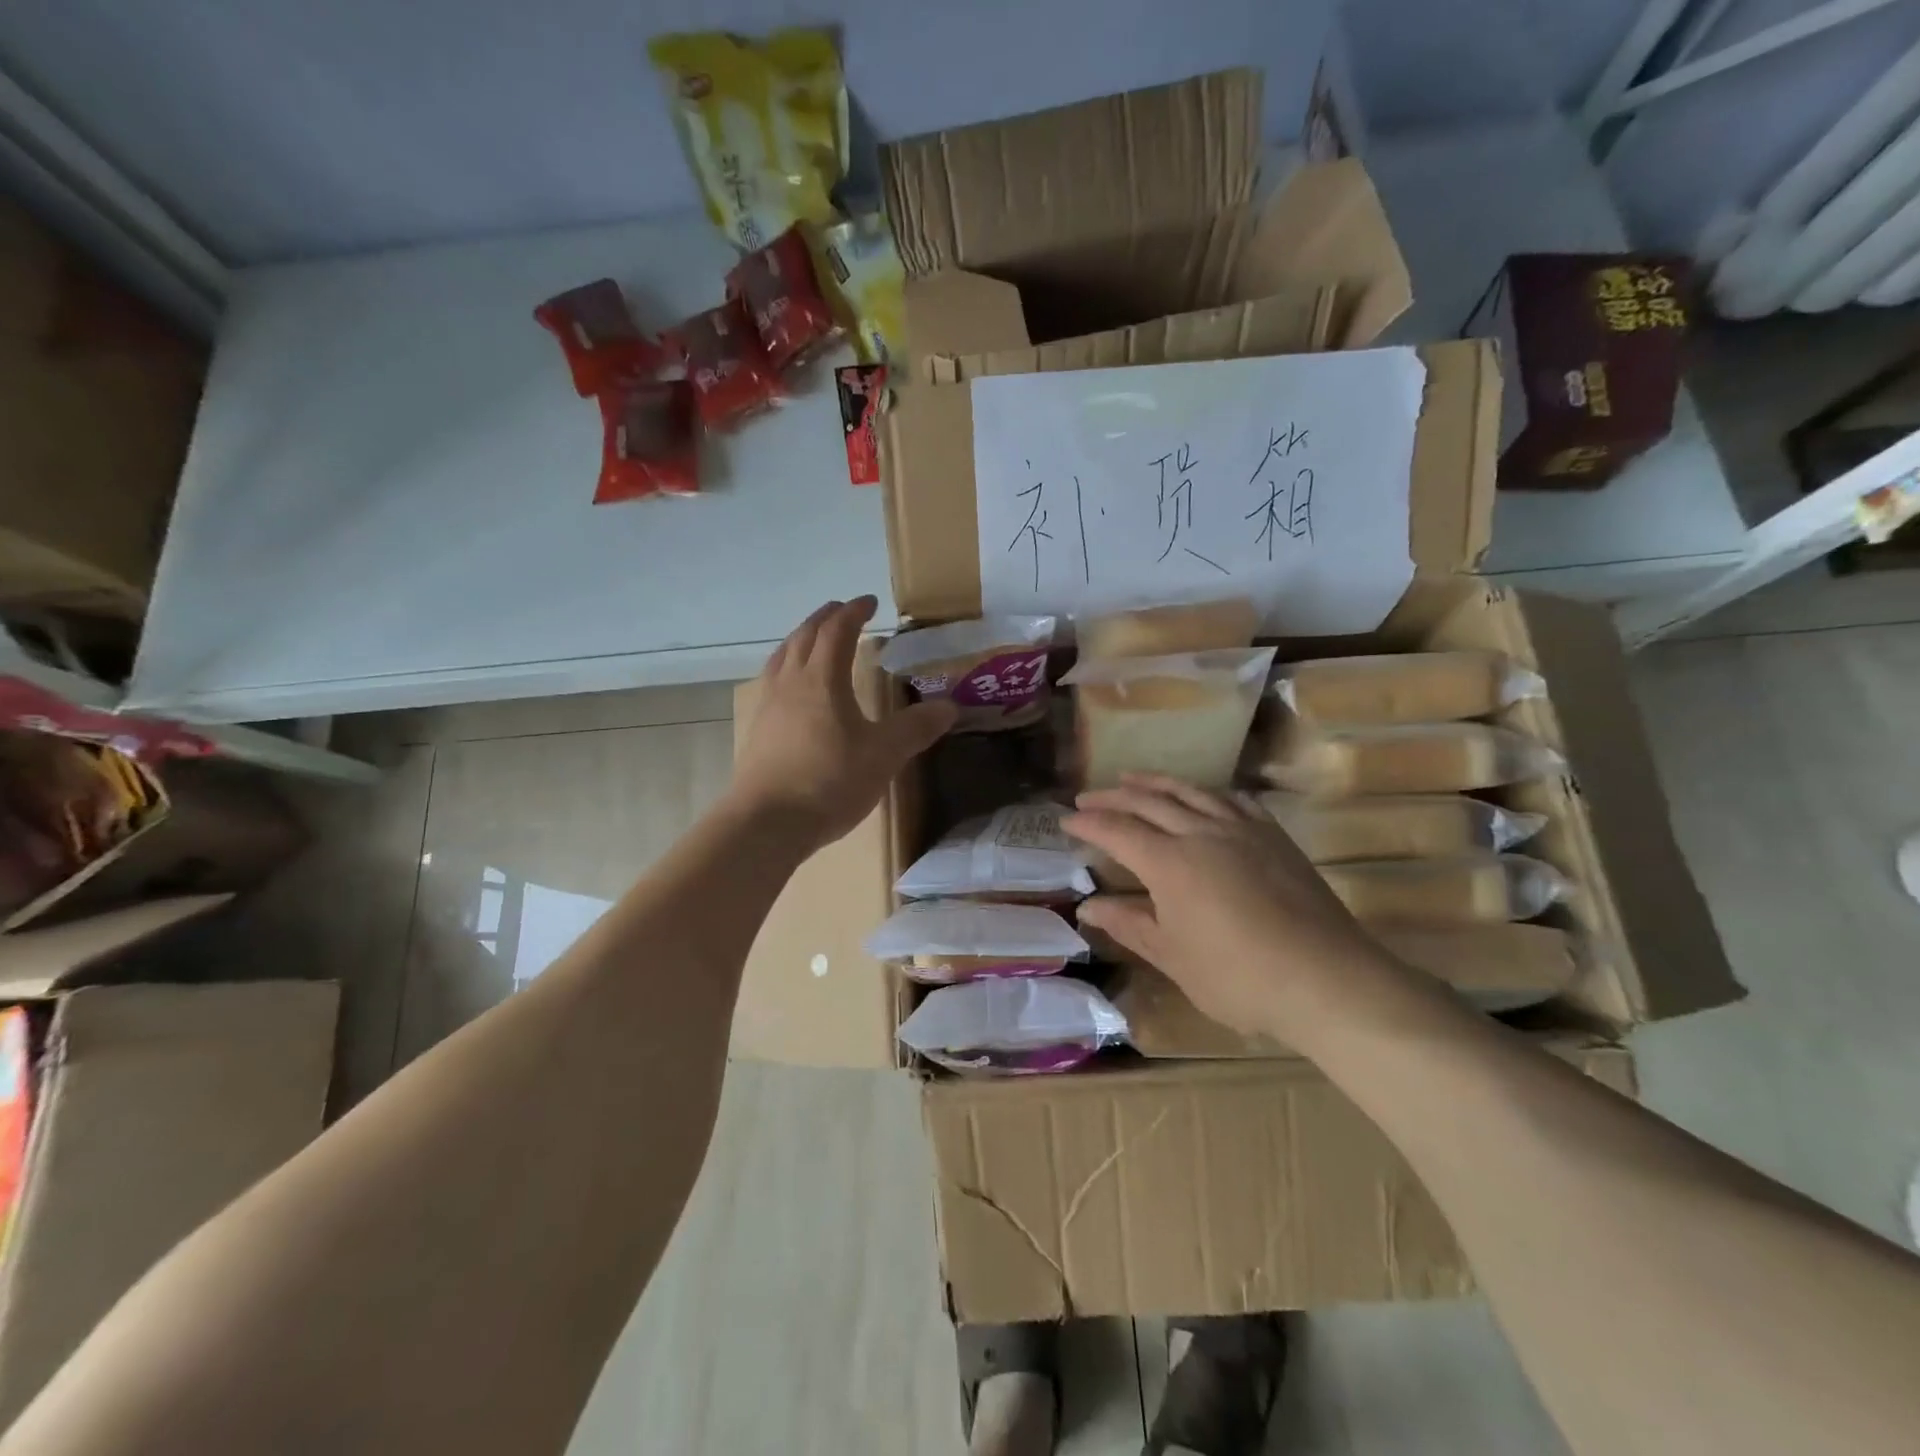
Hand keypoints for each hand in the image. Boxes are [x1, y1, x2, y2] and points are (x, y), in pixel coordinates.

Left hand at [731, 597, 955, 849]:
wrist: (767, 822)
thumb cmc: (829, 781)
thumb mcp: (884, 755)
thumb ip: (916, 728)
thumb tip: (950, 706)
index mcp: (822, 679)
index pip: (837, 631)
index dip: (854, 612)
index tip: (870, 602)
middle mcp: (791, 682)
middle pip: (804, 636)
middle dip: (825, 618)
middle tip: (842, 611)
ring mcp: (768, 705)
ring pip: (782, 656)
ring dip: (801, 639)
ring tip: (814, 640)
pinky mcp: (757, 730)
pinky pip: (772, 681)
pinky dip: (787, 667)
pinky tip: (793, 689)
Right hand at [1066, 775, 1399, 1040]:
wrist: (1326, 979)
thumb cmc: (1238, 977)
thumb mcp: (1173, 957)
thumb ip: (1130, 924)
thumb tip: (1089, 905)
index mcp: (1170, 863)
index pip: (1118, 831)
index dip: (1089, 823)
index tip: (1065, 821)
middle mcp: (1201, 833)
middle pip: (1149, 802)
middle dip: (1113, 796)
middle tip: (1088, 796)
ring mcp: (1242, 829)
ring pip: (1190, 792)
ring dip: (1156, 783)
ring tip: (1132, 778)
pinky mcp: (1274, 836)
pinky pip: (1233, 800)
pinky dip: (1207, 792)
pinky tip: (1202, 795)